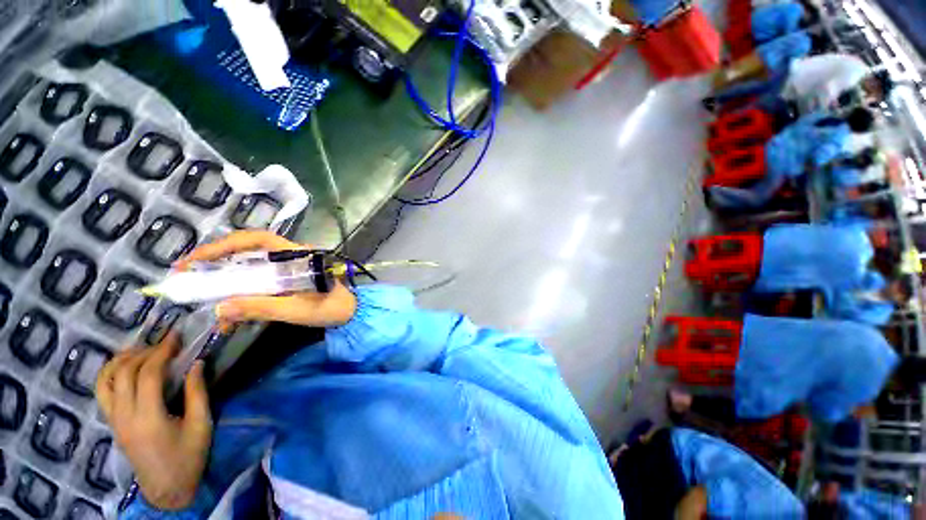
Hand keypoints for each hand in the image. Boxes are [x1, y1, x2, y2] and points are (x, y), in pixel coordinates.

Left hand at [96, 334, 210, 510]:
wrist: (166, 488)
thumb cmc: (188, 457)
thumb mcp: (201, 424)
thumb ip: (197, 392)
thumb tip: (197, 362)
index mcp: (148, 418)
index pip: (148, 375)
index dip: (162, 351)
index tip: (176, 336)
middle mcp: (124, 416)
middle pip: (125, 373)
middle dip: (145, 351)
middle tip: (165, 341)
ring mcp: (114, 420)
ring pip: (106, 380)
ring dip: (122, 359)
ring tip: (141, 349)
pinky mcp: (112, 423)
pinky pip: (102, 392)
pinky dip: (110, 373)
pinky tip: (125, 367)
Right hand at [178, 230, 356, 329]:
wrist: (352, 313)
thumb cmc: (331, 308)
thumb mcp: (296, 310)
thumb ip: (260, 308)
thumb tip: (219, 309)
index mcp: (296, 256)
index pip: (256, 240)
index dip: (223, 246)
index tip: (194, 260)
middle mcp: (291, 257)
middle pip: (248, 253)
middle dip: (217, 263)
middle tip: (188, 277)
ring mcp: (289, 268)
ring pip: (251, 269)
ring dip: (228, 284)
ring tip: (208, 302)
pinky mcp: (289, 280)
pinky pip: (260, 282)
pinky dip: (244, 295)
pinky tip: (233, 314)